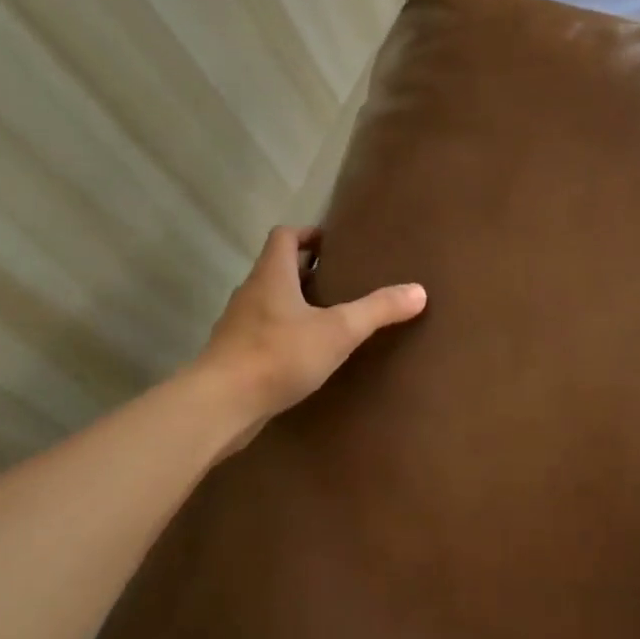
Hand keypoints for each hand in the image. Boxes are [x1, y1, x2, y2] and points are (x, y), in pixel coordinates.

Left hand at [194, 226, 425, 452]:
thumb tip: (419, 291)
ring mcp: (238, 326)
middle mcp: (251, 293)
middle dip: (308, 272)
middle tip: (341, 282)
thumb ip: (377, 310)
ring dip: (296, 305)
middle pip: (278, 269)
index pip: (284, 236)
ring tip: (329, 319)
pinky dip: (284, 335)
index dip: (308, 234)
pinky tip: (305, 356)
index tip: (332, 244)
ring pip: (270, 303)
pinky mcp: (235, 356)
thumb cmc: (279, 355)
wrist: (220, 405)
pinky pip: (263, 334)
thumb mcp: (338, 331)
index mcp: (271, 275)